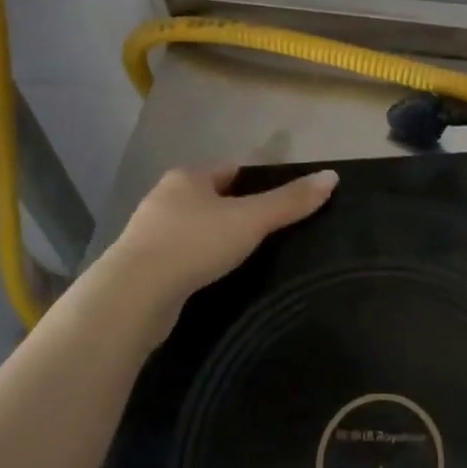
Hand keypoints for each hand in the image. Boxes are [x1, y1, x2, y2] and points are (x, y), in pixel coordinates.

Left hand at [103, 165, 338, 311]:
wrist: (133, 296)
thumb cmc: (194, 244)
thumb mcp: (251, 219)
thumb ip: (290, 201)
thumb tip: (333, 177)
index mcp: (187, 178)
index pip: (229, 171)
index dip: (254, 182)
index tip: (276, 201)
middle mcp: (164, 199)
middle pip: (210, 199)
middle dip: (234, 212)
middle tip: (265, 232)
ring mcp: (148, 235)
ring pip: (193, 230)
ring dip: (213, 240)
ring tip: (243, 258)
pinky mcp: (141, 269)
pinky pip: (179, 259)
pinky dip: (197, 265)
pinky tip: (212, 279)